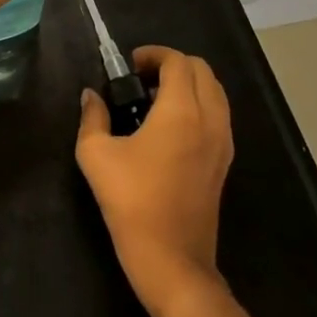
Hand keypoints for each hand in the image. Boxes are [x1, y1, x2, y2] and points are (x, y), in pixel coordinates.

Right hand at [76, 45, 233, 316]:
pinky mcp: (225, 163)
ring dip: (189, 84)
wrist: (172, 261)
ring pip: (215, 92)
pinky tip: (170, 127)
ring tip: (156, 100)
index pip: (177, 61)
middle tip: (141, 79)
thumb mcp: (96, 155)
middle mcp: (209, 119)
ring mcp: (223, 142)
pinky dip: (199, 106)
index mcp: (181, 111)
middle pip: (202, 70)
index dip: (153, 54)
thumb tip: (91, 96)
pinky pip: (218, 116)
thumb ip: (93, 117)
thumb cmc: (132, 202)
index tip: (129, 66)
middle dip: (172, 64)